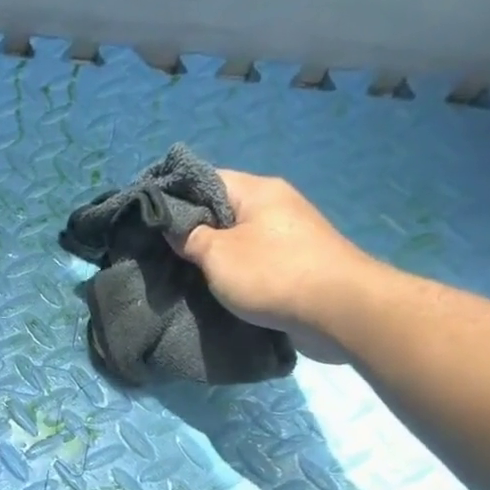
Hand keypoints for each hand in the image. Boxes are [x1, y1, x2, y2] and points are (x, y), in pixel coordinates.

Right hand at [173, 171, 378, 362]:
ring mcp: (289, 233)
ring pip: (239, 236)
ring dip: (215, 253)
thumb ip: (191, 238)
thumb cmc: (272, 273)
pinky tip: (218, 285)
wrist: (338, 310)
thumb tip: (177, 229)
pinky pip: (255, 258)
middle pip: (222, 209)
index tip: (150, 219)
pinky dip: (235, 269)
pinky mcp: (297, 261)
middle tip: (163, 251)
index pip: (205, 179)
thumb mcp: (218, 255)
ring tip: (185, 272)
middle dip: (193, 228)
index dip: (175, 195)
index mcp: (257, 190)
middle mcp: (275, 204)